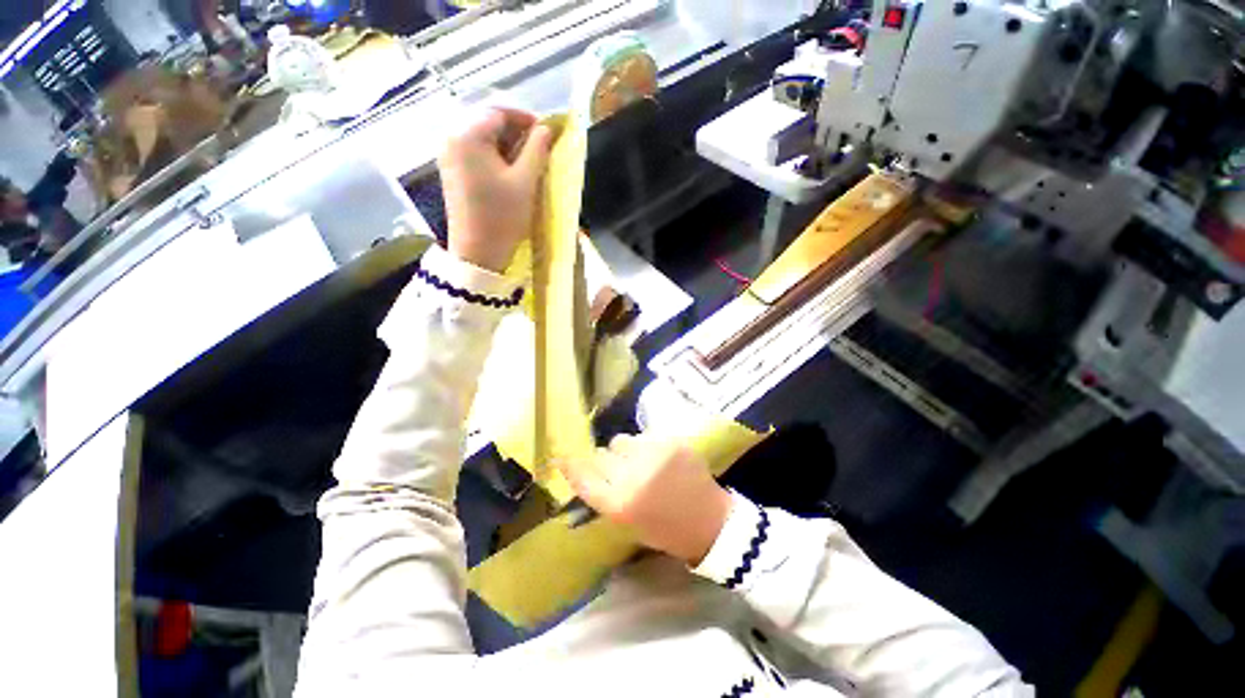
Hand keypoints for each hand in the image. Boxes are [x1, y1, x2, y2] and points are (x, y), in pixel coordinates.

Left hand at [439, 107, 552, 272]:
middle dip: (516, 132)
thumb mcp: (525, 182)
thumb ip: (537, 150)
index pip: (498, 112)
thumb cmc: (503, 216)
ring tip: (529, 161)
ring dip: (507, 145)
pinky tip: (511, 171)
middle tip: (540, 147)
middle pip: (487, 123)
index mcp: (467, 136)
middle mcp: (452, 139)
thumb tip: (546, 129)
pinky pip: (475, 153)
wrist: (478, 253)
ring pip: (482, 139)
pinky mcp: (452, 173)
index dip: (525, 118)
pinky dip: (495, 156)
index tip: (546, 132)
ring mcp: (449, 157)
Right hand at [556, 435, 732, 565]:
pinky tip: (659, 459)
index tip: (561, 456)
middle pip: (600, 454)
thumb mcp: (627, 523)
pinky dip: (646, 447)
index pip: (582, 477)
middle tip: (618, 470)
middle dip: (604, 462)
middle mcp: (632, 476)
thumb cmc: (665, 531)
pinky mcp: (670, 442)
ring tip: (641, 462)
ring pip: (621, 440)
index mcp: (619, 504)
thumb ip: (604, 496)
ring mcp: (653, 455)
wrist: (710, 522)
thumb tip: (584, 471)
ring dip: (624, 451)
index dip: (570, 465)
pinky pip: (644, 436)